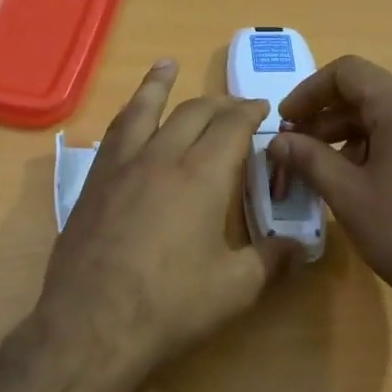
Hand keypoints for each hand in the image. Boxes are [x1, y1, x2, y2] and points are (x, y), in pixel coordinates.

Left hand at [35, 59, 296, 391]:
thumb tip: (300, 246)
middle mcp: (161, 157)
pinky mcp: (93, 183)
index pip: (232, 126)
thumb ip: (271, 260)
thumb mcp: (235, 288)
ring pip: (144, 111)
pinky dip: (128, 115)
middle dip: (218, 103)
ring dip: (159, 86)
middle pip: (192, 113)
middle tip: (234, 104)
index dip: (250, 112)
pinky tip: (129, 119)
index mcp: (202, 176)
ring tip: (167, 66)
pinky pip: (114, 134)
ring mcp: (121, 167)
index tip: (262, 108)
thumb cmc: (170, 306)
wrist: (91, 325)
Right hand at [268, 55, 391, 335]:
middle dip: (327, 119)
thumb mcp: (348, 196)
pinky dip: (381, 149)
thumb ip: (308, 159)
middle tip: (297, 152)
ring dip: (352, 137)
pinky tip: (367, 185)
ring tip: (328, 174)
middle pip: (370, 94)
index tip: (286, 124)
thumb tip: (277, 141)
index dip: (309, 92)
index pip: (348, 72)